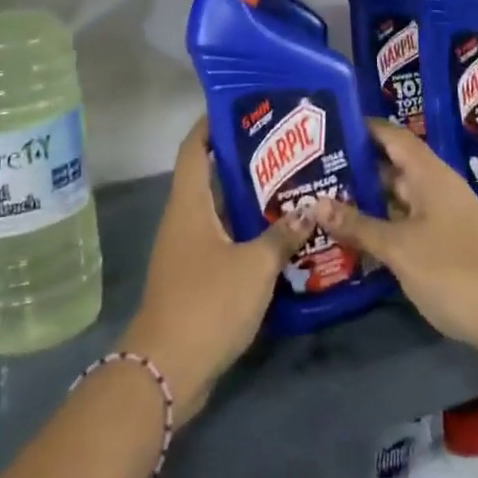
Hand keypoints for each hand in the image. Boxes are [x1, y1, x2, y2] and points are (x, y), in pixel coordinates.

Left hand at [119, 117, 313, 421]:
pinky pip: (221, 238)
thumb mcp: (254, 266)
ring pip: (218, 209)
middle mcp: (183, 219)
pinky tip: (277, 233)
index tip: (241, 107)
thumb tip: (310, 208)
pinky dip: (245, 230)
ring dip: (247, 197)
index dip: (211, 124)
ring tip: (288, 183)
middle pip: (209, 176)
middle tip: (283, 147)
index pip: (194, 148)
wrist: (167, 370)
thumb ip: (282, 235)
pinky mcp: (194, 276)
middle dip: (242, 159)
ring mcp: (186, 249)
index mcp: (189, 204)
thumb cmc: (207, 303)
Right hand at [312, 119, 477, 362]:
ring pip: (397, 198)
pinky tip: (354, 237)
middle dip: (356, 168)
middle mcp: (436, 187)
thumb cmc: (453, 269)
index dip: (362, 128)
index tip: (327, 126)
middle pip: (392, 166)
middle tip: (314, 170)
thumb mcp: (398, 247)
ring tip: (324, 200)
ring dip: (366, 200)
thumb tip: (315, 203)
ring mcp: (443, 216)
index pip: (392, 135)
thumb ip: (357, 225)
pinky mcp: (445, 244)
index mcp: (429, 173)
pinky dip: (382, 225)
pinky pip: (406, 223)